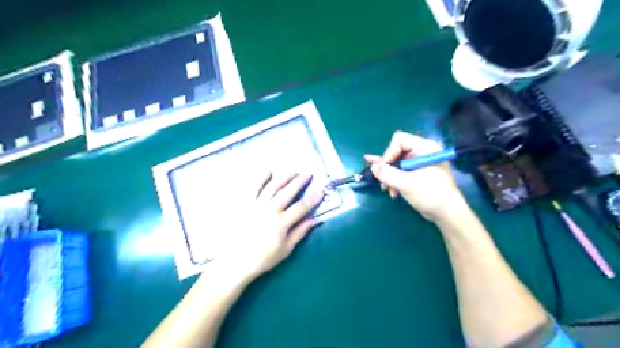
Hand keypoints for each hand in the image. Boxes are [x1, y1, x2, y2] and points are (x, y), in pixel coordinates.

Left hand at [215, 172, 324, 281]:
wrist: (236, 262)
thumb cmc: (263, 258)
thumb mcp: (286, 249)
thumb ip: (300, 232)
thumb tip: (315, 220)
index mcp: (281, 222)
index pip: (301, 207)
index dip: (313, 199)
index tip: (321, 191)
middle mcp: (270, 210)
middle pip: (288, 191)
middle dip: (300, 181)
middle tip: (309, 173)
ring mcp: (256, 205)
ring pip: (273, 186)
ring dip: (284, 177)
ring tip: (293, 170)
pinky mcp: (244, 204)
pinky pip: (253, 188)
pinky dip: (261, 179)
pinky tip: (268, 172)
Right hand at [365, 132, 461, 218]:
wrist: (447, 213)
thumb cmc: (430, 194)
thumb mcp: (406, 184)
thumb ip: (387, 174)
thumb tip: (372, 167)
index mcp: (424, 148)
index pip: (399, 140)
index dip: (389, 153)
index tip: (384, 169)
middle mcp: (421, 152)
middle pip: (395, 151)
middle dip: (387, 167)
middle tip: (382, 181)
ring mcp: (419, 163)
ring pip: (396, 163)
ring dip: (389, 176)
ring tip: (386, 189)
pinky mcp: (417, 173)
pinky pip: (400, 172)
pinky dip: (394, 180)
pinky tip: (390, 190)